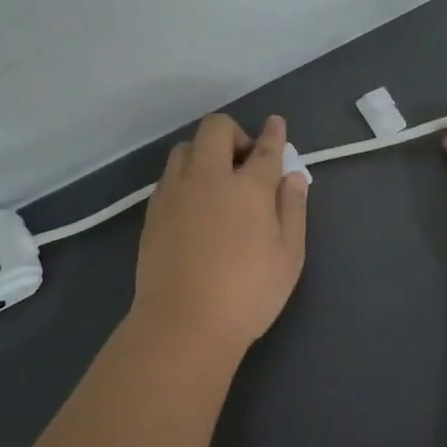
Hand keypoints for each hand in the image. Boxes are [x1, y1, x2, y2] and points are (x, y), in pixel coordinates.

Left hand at [130, 113, 308, 362]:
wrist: (183, 322)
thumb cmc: (247, 293)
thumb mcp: (288, 256)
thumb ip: (292, 209)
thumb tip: (293, 177)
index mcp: (248, 187)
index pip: (264, 148)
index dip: (273, 133)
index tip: (276, 124)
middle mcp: (208, 178)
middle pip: (216, 130)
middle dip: (234, 133)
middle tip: (245, 162)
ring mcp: (175, 192)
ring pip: (185, 148)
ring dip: (204, 152)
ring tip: (215, 180)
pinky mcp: (153, 211)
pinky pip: (169, 176)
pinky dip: (185, 176)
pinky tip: (193, 203)